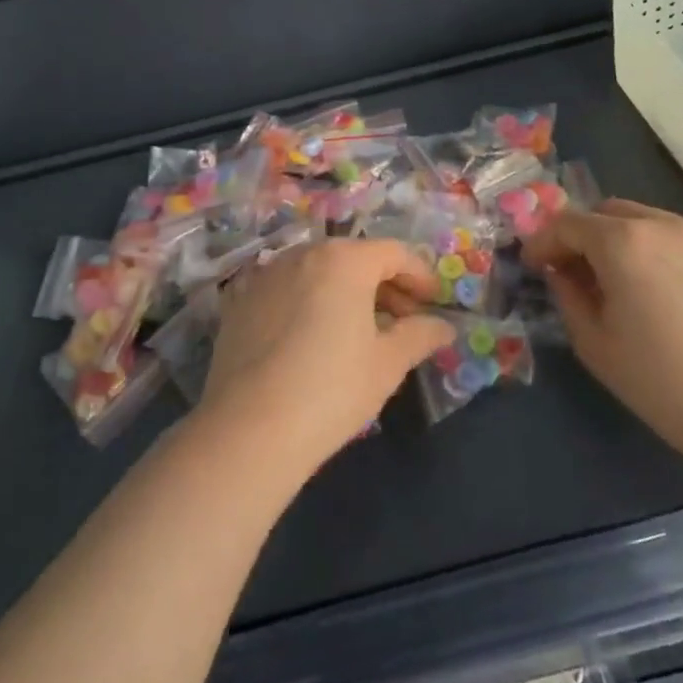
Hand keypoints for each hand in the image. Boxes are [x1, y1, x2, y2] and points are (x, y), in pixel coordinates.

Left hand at [199, 240, 453, 471]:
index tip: (433, 303)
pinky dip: (309, 302)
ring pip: (318, 272)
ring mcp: (266, 275)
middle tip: (404, 320)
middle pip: (355, 258)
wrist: (249, 429)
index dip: (420, 275)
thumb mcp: (387, 364)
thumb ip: (420, 335)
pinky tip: (314, 338)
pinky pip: (287, 290)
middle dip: (384, 284)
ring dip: (346, 291)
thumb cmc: (332, 390)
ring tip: (361, 330)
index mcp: (344, 260)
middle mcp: (303, 254)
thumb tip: (443, 327)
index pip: (394, 253)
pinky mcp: (239, 302)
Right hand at [521, 199, 682, 459]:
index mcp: (623, 242)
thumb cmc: (659, 381)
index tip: (535, 265)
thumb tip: (561, 272)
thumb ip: (567, 295)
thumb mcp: (593, 343)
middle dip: (586, 235)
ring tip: (630, 285)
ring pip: (652, 223)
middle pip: (610, 212)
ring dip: (628, 243)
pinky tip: (676, 300)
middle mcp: (665, 226)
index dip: (544, 242)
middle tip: (579, 271)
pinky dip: (669, 259)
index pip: (568, 223)